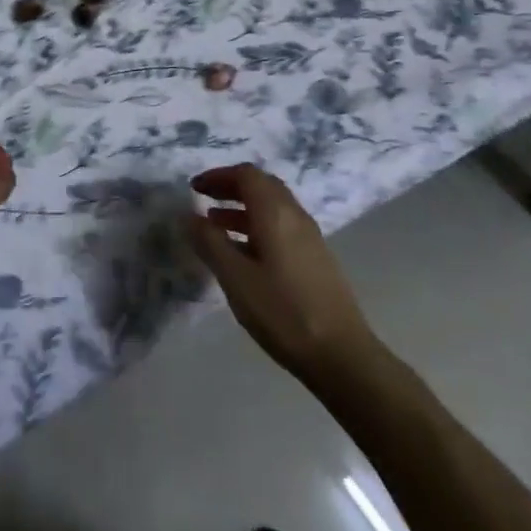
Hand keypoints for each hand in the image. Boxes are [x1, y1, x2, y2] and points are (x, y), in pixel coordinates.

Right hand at [189, 164, 376, 386]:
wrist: (342, 356)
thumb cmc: (283, 312)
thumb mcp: (236, 278)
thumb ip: (209, 242)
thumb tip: (187, 215)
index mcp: (276, 213)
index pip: (246, 174)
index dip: (218, 176)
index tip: (194, 187)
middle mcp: (295, 216)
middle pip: (262, 185)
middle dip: (230, 187)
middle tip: (203, 199)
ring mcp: (310, 237)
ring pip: (272, 207)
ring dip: (243, 207)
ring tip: (215, 224)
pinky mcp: (316, 258)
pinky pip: (281, 226)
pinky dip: (257, 226)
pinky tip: (244, 253)